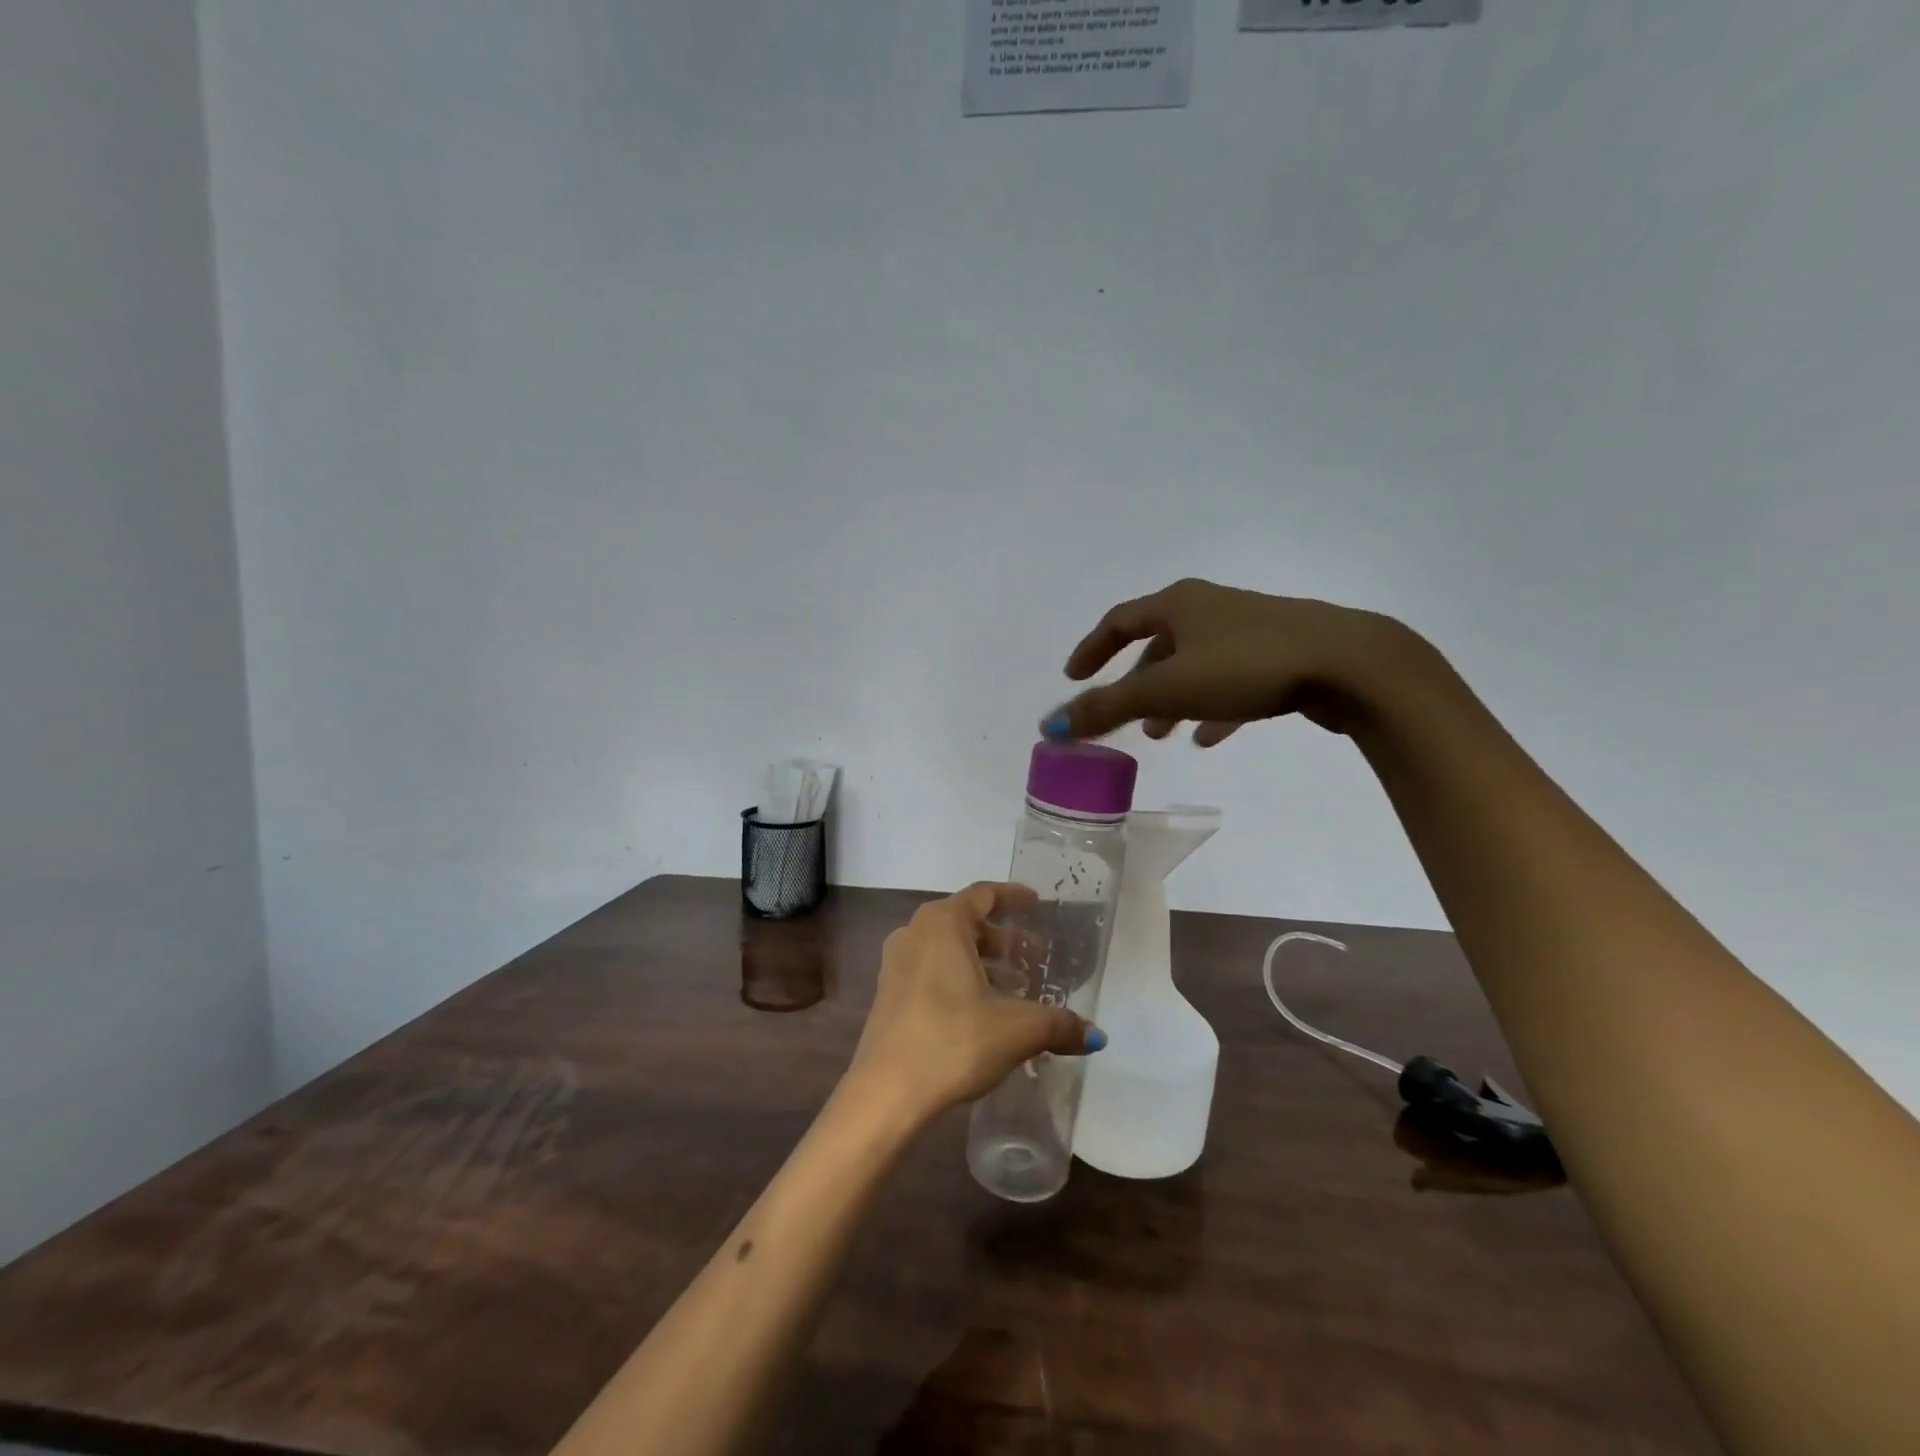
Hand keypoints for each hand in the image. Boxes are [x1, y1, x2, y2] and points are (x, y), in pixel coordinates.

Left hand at [845, 883, 1102, 1120]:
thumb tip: (1096, 1036)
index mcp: (942, 924)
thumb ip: (1058, 1025)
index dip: (1013, 897)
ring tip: (1016, 989)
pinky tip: (984, 1012)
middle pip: (966, 923)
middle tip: (1036, 957)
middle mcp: (915, 934)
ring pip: (948, 950)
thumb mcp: (1017, 1029)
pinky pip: (932, 972)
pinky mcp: (888, 996)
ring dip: (983, 963)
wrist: (886, 1092)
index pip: (983, 895)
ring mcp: (896, 965)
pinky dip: (961, 980)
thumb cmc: (954, 1039)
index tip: (1037, 904)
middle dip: (1004, 939)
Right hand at [1042, 578, 1426, 743]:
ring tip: (1162, 735)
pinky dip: (1212, 706)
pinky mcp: (1280, 655)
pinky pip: (1231, 680)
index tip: (1073, 677)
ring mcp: (1249, 629)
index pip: (1119, 620)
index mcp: (1179, 603)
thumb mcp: (1167, 689)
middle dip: (1135, 682)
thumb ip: (1108, 708)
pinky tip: (1210, 735)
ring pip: (1195, 664)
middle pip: (1158, 643)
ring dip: (1172, 698)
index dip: (1092, 649)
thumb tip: (1050, 726)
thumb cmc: (1246, 666)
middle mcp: (1210, 608)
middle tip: (1123, 716)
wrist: (1349, 665)